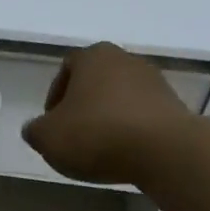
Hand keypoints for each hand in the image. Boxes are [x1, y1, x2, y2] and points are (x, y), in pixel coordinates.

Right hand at [22, 42, 191, 184]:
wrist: (164, 150)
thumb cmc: (97, 134)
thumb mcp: (48, 138)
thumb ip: (35, 131)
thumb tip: (36, 129)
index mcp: (93, 57)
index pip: (67, 68)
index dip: (54, 96)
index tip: (52, 123)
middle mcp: (126, 60)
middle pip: (96, 81)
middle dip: (83, 106)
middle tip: (73, 135)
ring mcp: (154, 81)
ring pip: (120, 98)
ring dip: (108, 118)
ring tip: (101, 148)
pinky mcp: (174, 106)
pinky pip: (142, 115)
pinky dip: (131, 130)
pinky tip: (125, 153)